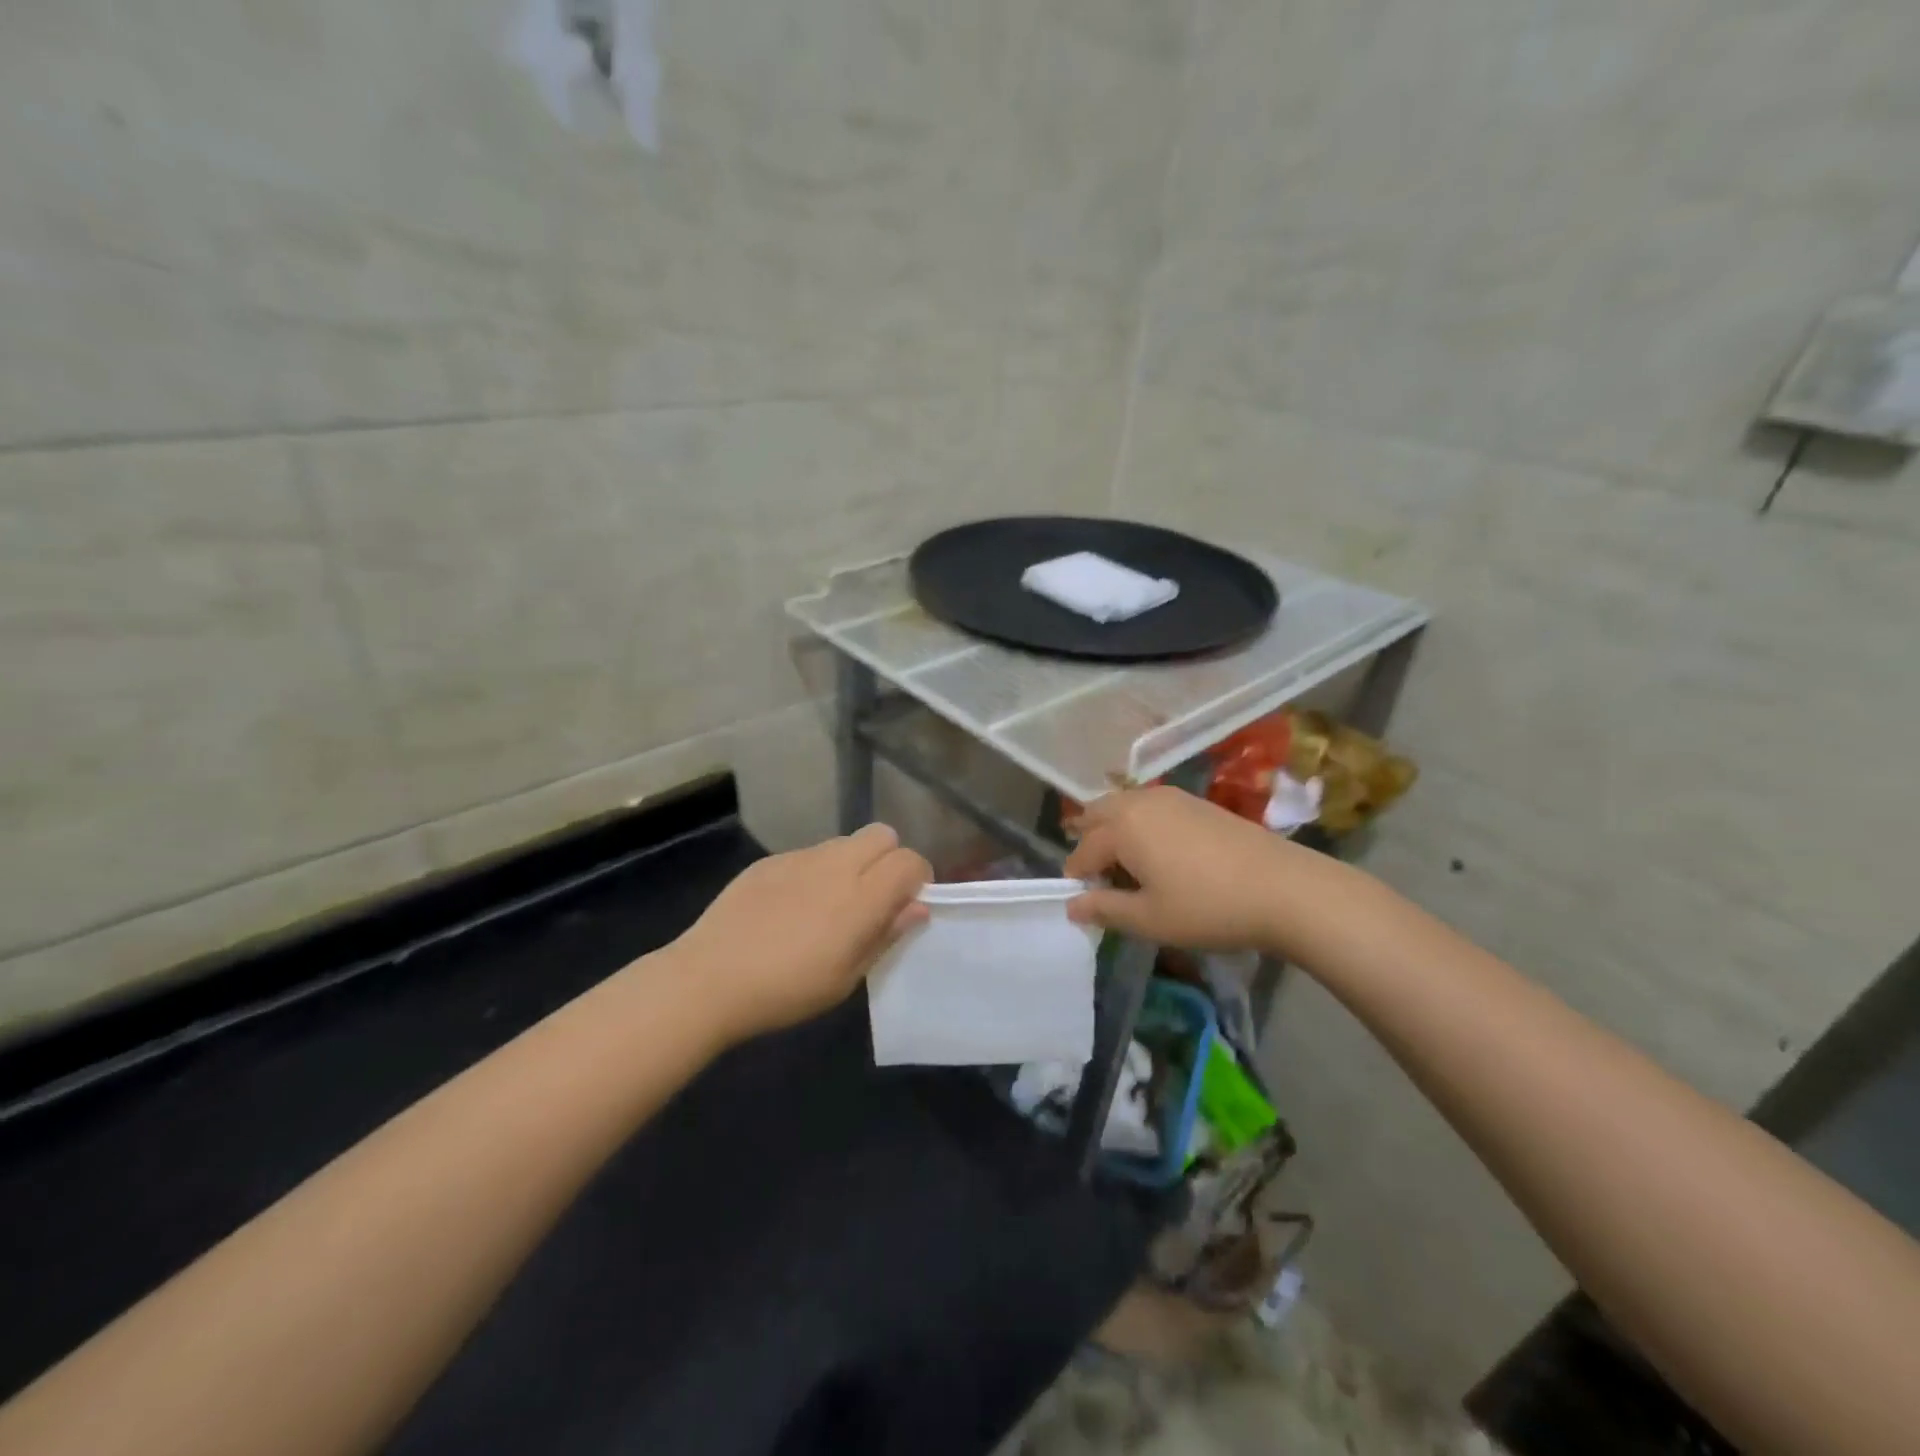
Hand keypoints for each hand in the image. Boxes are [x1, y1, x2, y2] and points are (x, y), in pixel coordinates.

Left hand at [670, 823, 931, 1042]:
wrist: (709, 978)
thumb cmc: (786, 990)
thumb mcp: (846, 977)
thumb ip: (885, 935)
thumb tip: (916, 907)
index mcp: (861, 897)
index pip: (910, 861)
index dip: (918, 878)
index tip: (907, 904)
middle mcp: (836, 865)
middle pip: (883, 835)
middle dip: (889, 859)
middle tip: (874, 898)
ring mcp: (800, 857)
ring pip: (845, 842)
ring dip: (852, 864)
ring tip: (830, 904)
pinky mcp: (770, 860)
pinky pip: (808, 854)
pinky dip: (815, 872)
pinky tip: (790, 908)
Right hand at [1064, 786, 1304, 951]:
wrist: (1284, 888)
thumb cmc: (1207, 907)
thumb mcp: (1149, 919)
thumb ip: (1105, 909)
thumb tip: (1072, 905)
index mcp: (1121, 827)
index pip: (1083, 851)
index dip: (1078, 877)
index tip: (1083, 901)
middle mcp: (1140, 802)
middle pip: (1097, 813)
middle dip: (1089, 841)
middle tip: (1099, 877)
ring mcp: (1171, 797)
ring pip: (1124, 806)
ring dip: (1114, 829)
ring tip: (1128, 866)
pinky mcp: (1197, 802)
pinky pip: (1150, 807)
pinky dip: (1140, 824)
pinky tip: (1160, 853)